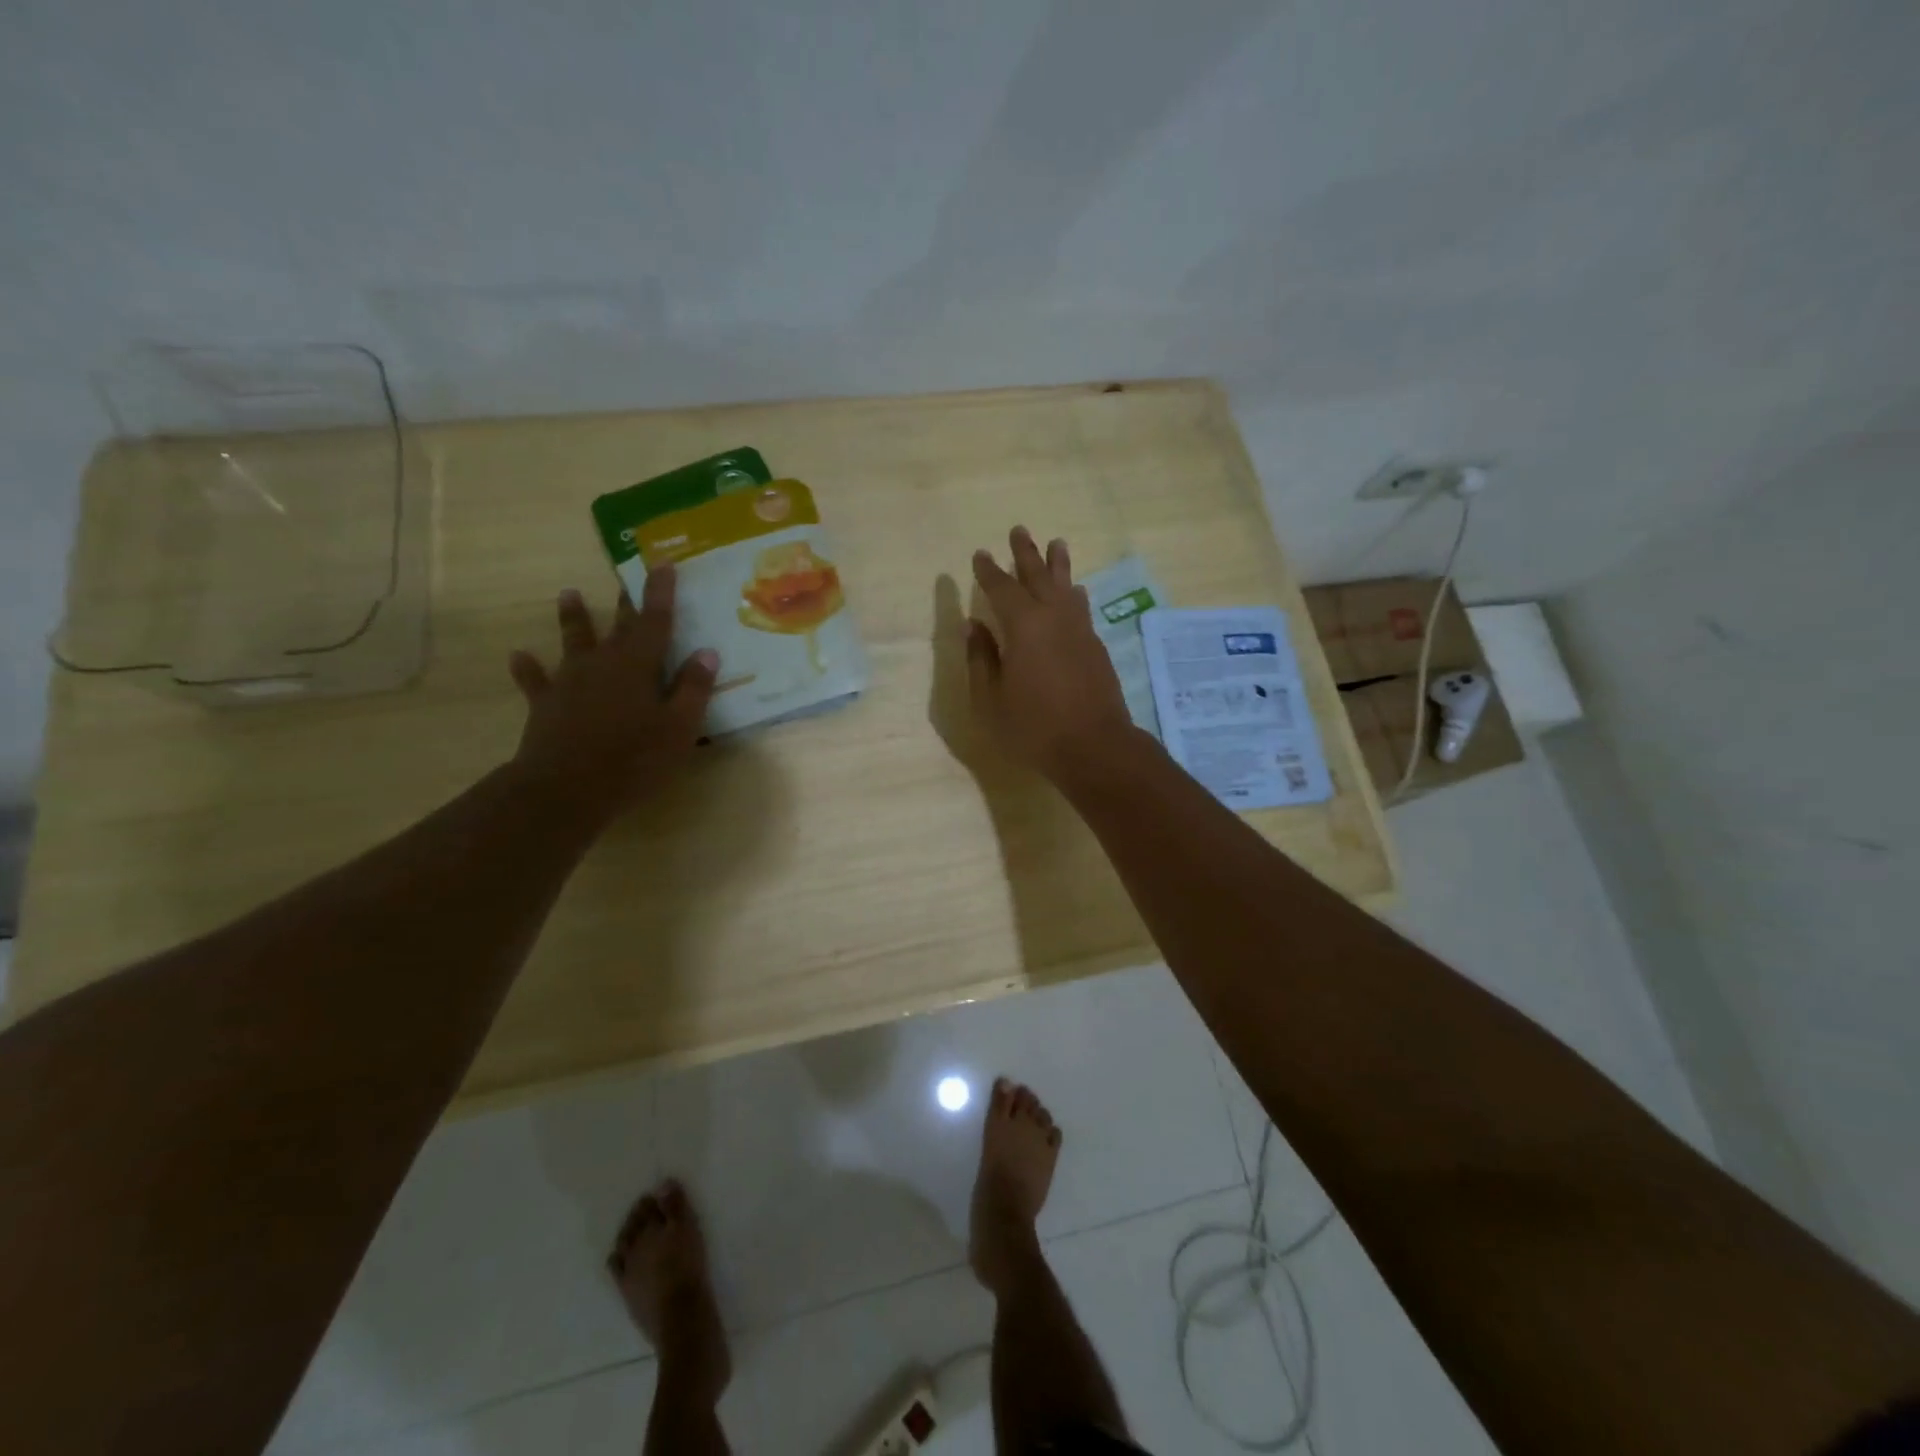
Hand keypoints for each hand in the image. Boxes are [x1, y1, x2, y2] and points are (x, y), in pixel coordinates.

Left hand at [506, 564, 717, 811]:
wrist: (566, 788)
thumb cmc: (634, 758)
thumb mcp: (679, 727)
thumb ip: (693, 688)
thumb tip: (706, 652)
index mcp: (639, 664)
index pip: (656, 620)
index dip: (660, 592)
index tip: (663, 563)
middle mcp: (603, 662)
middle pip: (618, 625)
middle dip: (626, 601)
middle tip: (625, 575)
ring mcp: (570, 681)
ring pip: (573, 641)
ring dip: (573, 618)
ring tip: (569, 593)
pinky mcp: (546, 703)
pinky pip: (535, 680)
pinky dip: (528, 668)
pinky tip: (518, 656)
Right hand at [968, 527, 1136, 781]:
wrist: (1094, 746)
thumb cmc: (1034, 727)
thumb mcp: (992, 699)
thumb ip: (981, 659)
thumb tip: (973, 627)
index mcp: (1023, 626)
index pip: (1001, 588)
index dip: (989, 571)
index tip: (980, 555)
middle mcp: (1053, 617)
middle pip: (1038, 575)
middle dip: (1026, 553)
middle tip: (1019, 530)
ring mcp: (1079, 630)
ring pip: (1067, 586)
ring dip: (1058, 565)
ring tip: (1057, 543)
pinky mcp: (1095, 646)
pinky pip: (1082, 607)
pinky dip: (1075, 593)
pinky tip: (1077, 591)